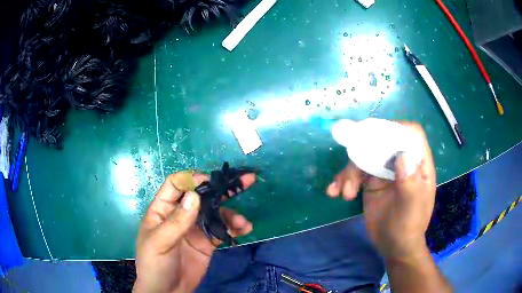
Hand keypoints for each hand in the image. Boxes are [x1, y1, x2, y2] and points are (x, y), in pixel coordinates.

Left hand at [134, 172, 255, 292]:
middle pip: (201, 195)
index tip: (211, 181)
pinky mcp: (207, 242)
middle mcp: (180, 215)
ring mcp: (195, 229)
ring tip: (242, 222)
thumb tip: (195, 195)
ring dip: (230, 213)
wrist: (168, 292)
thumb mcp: (159, 243)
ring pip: (215, 212)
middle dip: (221, 188)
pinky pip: (222, 230)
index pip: (176, 185)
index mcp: (163, 210)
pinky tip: (245, 228)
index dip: (192, 180)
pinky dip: (234, 227)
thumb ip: (176, 221)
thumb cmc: (154, 264)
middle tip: (245, 181)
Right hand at [326, 122, 435, 259]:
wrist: (393, 246)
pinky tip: (335, 192)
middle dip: (364, 152)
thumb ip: (410, 183)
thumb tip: (403, 156)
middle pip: (382, 142)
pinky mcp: (370, 182)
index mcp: (418, 164)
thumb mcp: (411, 208)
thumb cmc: (408, 227)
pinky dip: (343, 180)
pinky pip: (354, 173)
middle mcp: (402, 163)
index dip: (396, 129)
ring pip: (364, 156)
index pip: (411, 134)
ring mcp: (385, 171)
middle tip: (352, 169)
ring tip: (345, 193)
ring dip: (350, 171)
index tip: (377, 138)